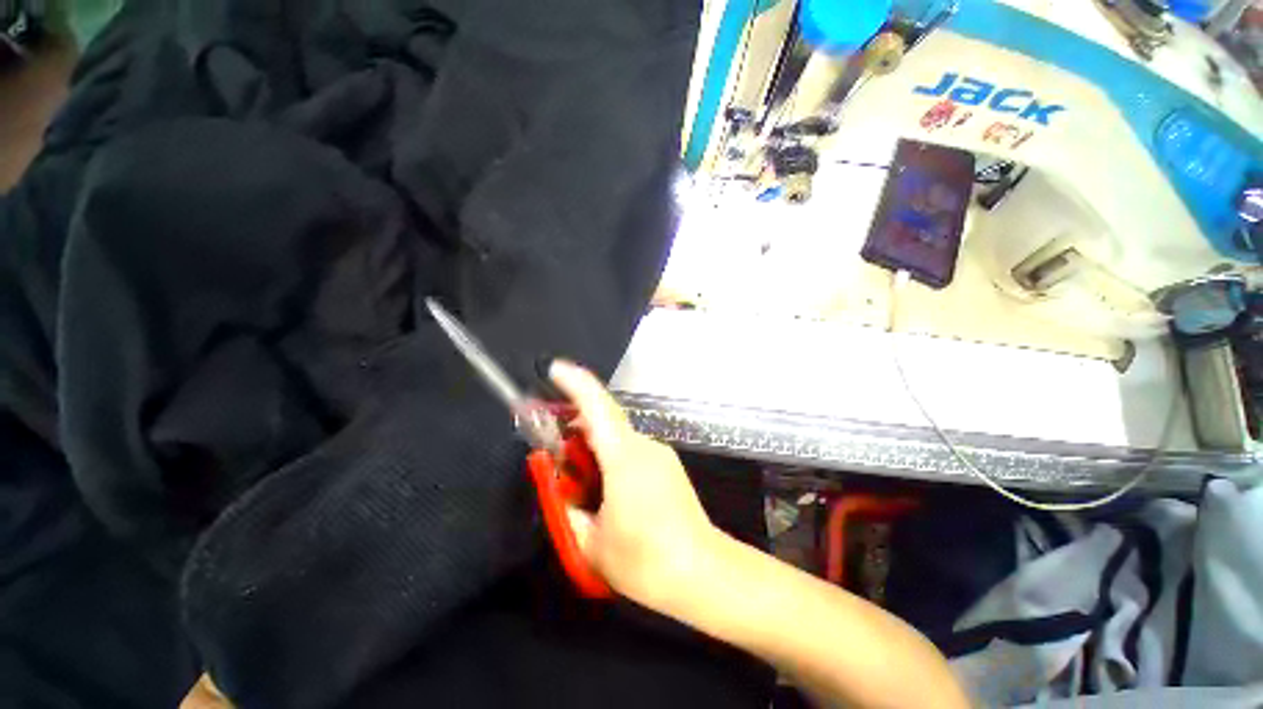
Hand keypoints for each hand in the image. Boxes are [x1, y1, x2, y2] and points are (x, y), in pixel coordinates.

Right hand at [549, 360, 717, 610]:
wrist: (704, 572)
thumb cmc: (646, 561)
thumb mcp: (592, 545)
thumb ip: (569, 512)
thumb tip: (563, 492)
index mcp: (624, 457)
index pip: (598, 406)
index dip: (575, 383)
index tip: (554, 369)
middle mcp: (644, 445)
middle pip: (605, 419)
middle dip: (576, 425)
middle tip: (556, 451)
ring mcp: (660, 454)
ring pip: (618, 437)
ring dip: (594, 446)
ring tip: (580, 480)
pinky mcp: (667, 465)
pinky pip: (631, 450)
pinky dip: (612, 457)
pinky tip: (607, 489)